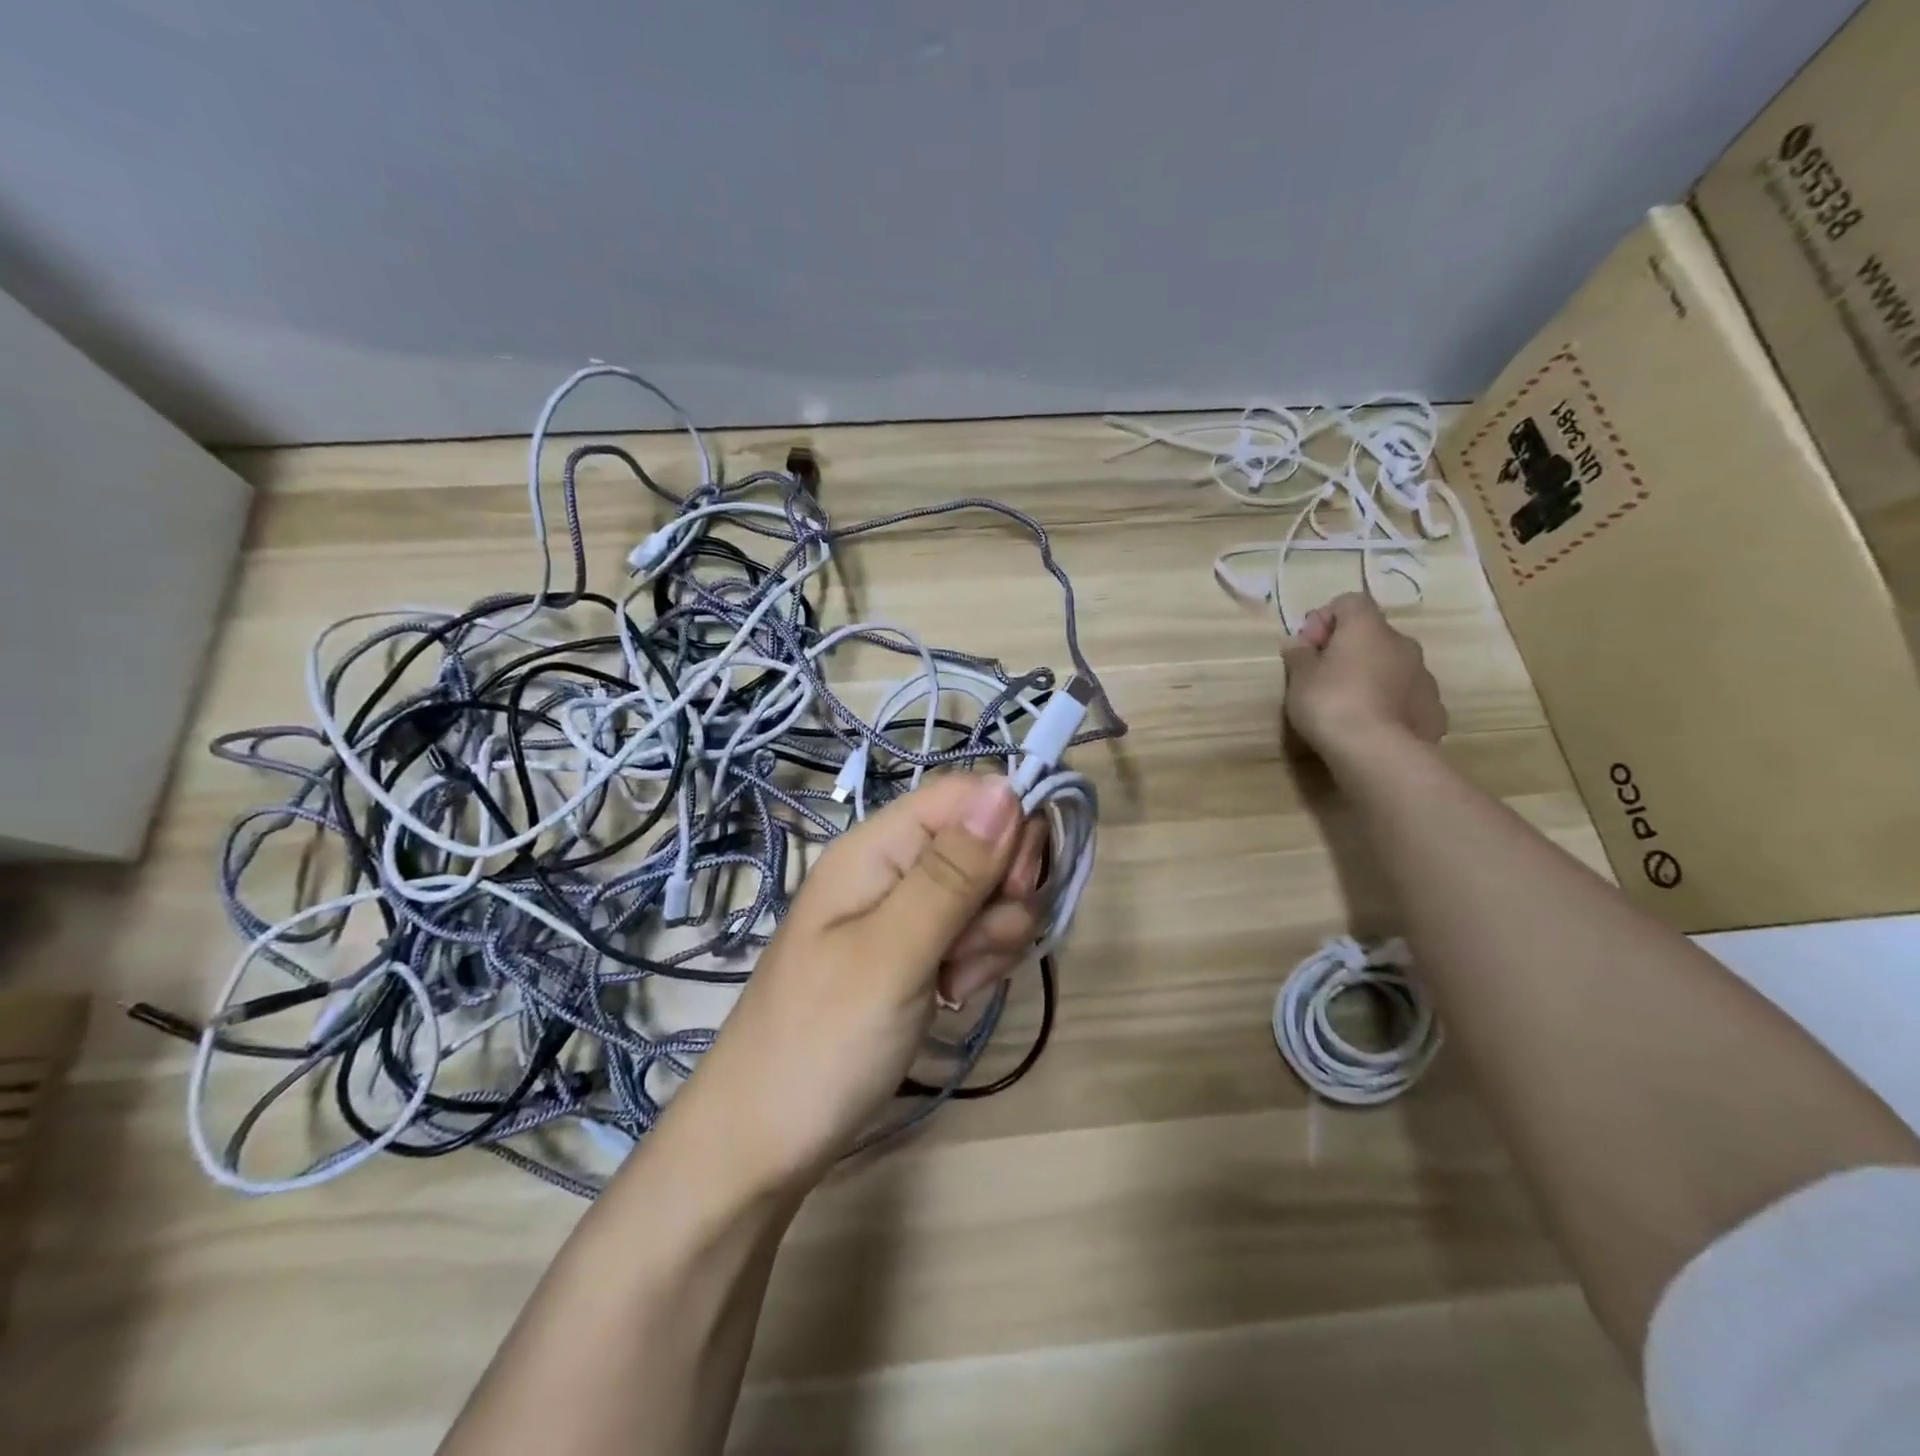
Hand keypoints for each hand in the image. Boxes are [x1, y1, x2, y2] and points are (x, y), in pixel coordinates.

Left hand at [659, 774, 1043, 1192]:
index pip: (968, 795)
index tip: (1014, 888)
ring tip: (952, 986)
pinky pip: (974, 935)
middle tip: (970, 950)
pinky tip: (951, 999)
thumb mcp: (892, 954)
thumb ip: (951, 873)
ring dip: (991, 939)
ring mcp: (906, 913)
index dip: (1008, 828)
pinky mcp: (917, 953)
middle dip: (1002, 895)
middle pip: (987, 844)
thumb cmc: (820, 1044)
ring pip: (989, 894)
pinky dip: (978, 965)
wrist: (762, 1144)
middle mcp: (894, 868)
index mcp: (877, 847)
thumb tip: (1007, 787)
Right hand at [1281, 593, 1446, 765]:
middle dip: (1348, 650)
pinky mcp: (1433, 708)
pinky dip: (1390, 702)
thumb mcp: (1299, 678)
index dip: (1325, 619)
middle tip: (1323, 677)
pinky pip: (1406, 695)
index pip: (1349, 602)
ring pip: (1392, 665)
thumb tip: (1301, 646)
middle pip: (1373, 635)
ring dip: (1371, 675)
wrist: (1377, 752)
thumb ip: (1300, 656)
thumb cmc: (1330, 703)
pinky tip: (1372, 725)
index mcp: (1367, 628)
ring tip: (1349, 706)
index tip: (1308, 646)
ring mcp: (1424, 676)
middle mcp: (1402, 643)